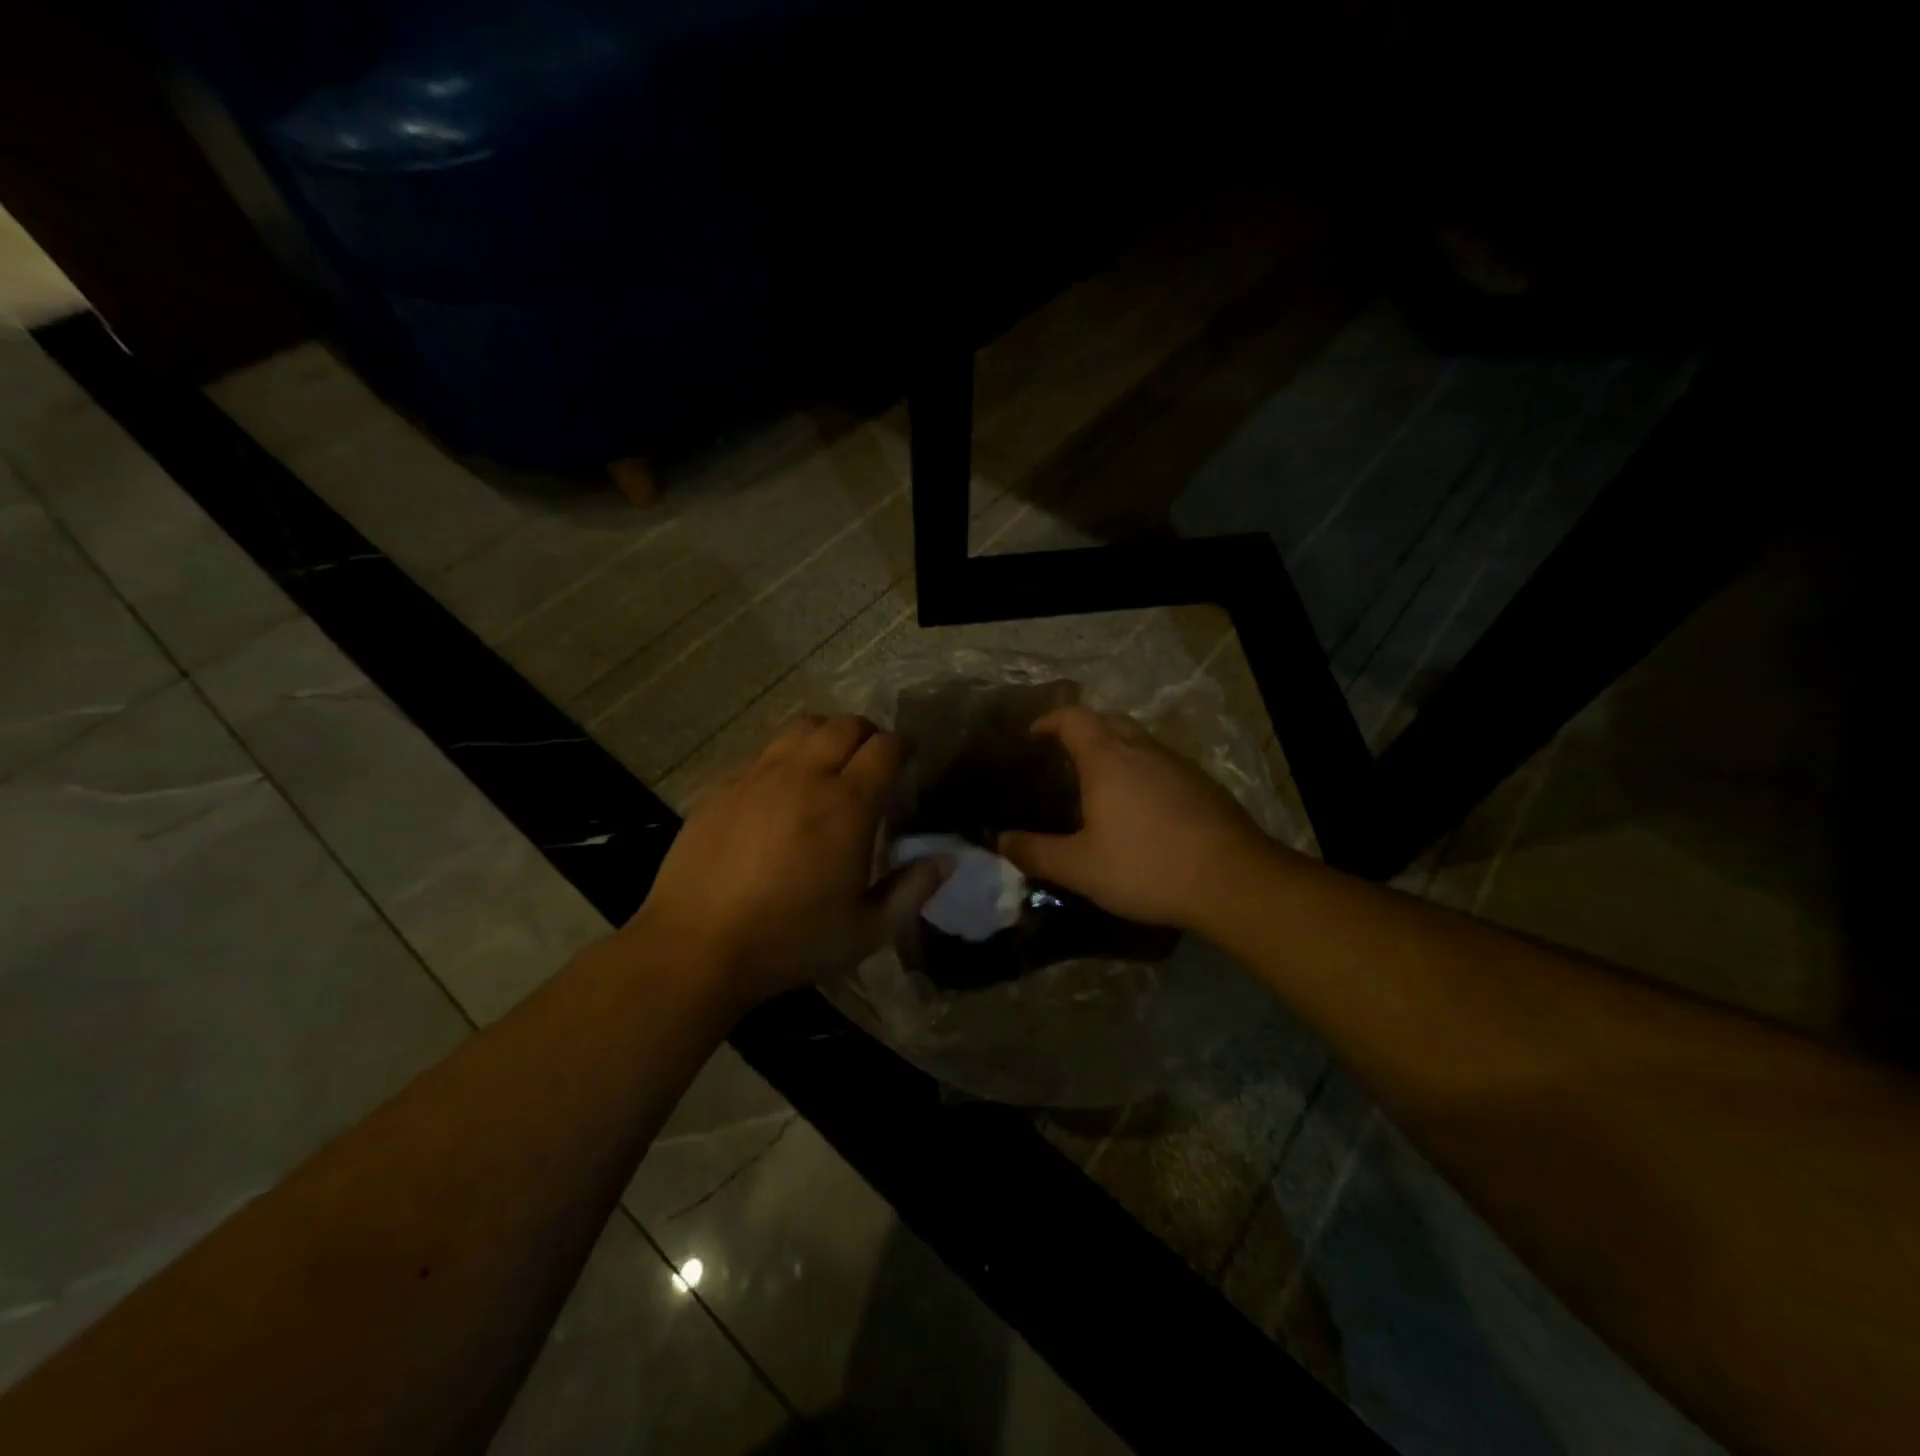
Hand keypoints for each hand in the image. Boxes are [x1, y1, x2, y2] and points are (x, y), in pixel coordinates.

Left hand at [632, 716, 945, 1004]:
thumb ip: (913, 890)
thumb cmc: (790, 941)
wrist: (697, 946)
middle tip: (872, 760)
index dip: (903, 747)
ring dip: (825, 736)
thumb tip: (947, 858)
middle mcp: (805, 776)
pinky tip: (781, 791)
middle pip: (844, 725)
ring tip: (828, 763)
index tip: (908, 760)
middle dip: (867, 735)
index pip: (885, 748)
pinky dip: (784, 758)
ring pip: (801, 728)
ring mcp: (758, 776)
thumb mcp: (867, 930)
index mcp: (848, 804)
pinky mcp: (722, 786)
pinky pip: (763, 753)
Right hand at [997, 706, 1272, 930]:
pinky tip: (1138, 808)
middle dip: (1080, 730)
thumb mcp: (1080, 868)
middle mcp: (1142, 749)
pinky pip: (1159, 763)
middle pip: (1106, 720)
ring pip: (1137, 741)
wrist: (1233, 880)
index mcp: (1107, 758)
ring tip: (1096, 785)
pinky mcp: (1201, 784)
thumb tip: (1000, 841)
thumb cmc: (1146, 866)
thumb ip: (1035, 852)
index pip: (1072, 717)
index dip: (1048, 721)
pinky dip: (1139, 771)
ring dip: (1113, 750)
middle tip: (1060, 759)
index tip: (1031, 737)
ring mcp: (1177, 764)